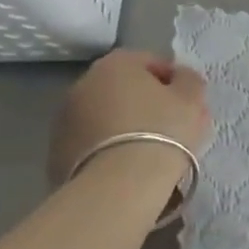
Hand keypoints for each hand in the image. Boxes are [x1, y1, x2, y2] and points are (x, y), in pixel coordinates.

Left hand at [48, 49, 212, 190]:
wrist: (119, 186)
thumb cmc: (162, 130)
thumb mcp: (191, 98)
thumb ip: (189, 80)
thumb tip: (181, 78)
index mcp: (116, 63)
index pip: (151, 62)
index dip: (174, 81)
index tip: (189, 103)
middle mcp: (84, 83)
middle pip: (125, 89)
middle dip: (148, 104)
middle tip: (173, 128)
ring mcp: (65, 119)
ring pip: (107, 117)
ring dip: (126, 126)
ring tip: (151, 152)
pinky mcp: (57, 153)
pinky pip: (93, 144)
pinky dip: (109, 150)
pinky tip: (128, 168)